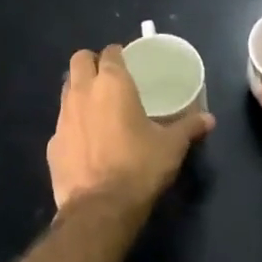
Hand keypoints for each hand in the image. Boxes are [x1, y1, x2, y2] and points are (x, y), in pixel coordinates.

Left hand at [48, 46, 213, 210]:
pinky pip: (62, 124)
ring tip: (97, 107)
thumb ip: (189, 127)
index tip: (128, 62)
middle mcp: (82, 92)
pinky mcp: (52, 144)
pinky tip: (86, 142)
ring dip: (79, 90)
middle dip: (92, 62)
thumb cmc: (139, 167)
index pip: (110, 52)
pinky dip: (73, 125)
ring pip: (66, 89)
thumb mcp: (172, 146)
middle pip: (79, 60)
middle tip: (109, 78)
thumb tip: (209, 119)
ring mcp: (62, 118)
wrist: (99, 209)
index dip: (118, 54)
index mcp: (112, 84)